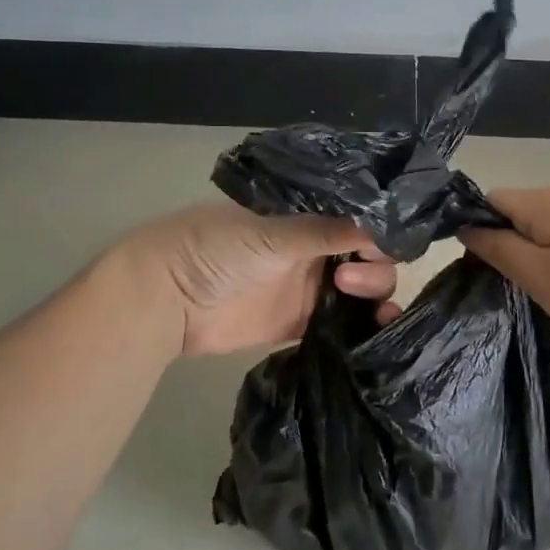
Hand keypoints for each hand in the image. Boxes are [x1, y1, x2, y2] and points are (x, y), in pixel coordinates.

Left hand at [122, 202, 399, 357]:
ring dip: (376, 298)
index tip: (379, 247)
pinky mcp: (301, 323)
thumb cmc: (215, 249)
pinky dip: (363, 327)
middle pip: (368, 257)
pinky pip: (342, 323)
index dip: (378, 232)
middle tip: (348, 280)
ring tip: (375, 313)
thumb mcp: (273, 234)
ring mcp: (309, 287)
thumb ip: (326, 231)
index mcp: (309, 216)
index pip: (359, 221)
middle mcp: (316, 248)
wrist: (166, 300)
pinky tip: (378, 333)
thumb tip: (383, 223)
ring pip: (361, 291)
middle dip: (374, 269)